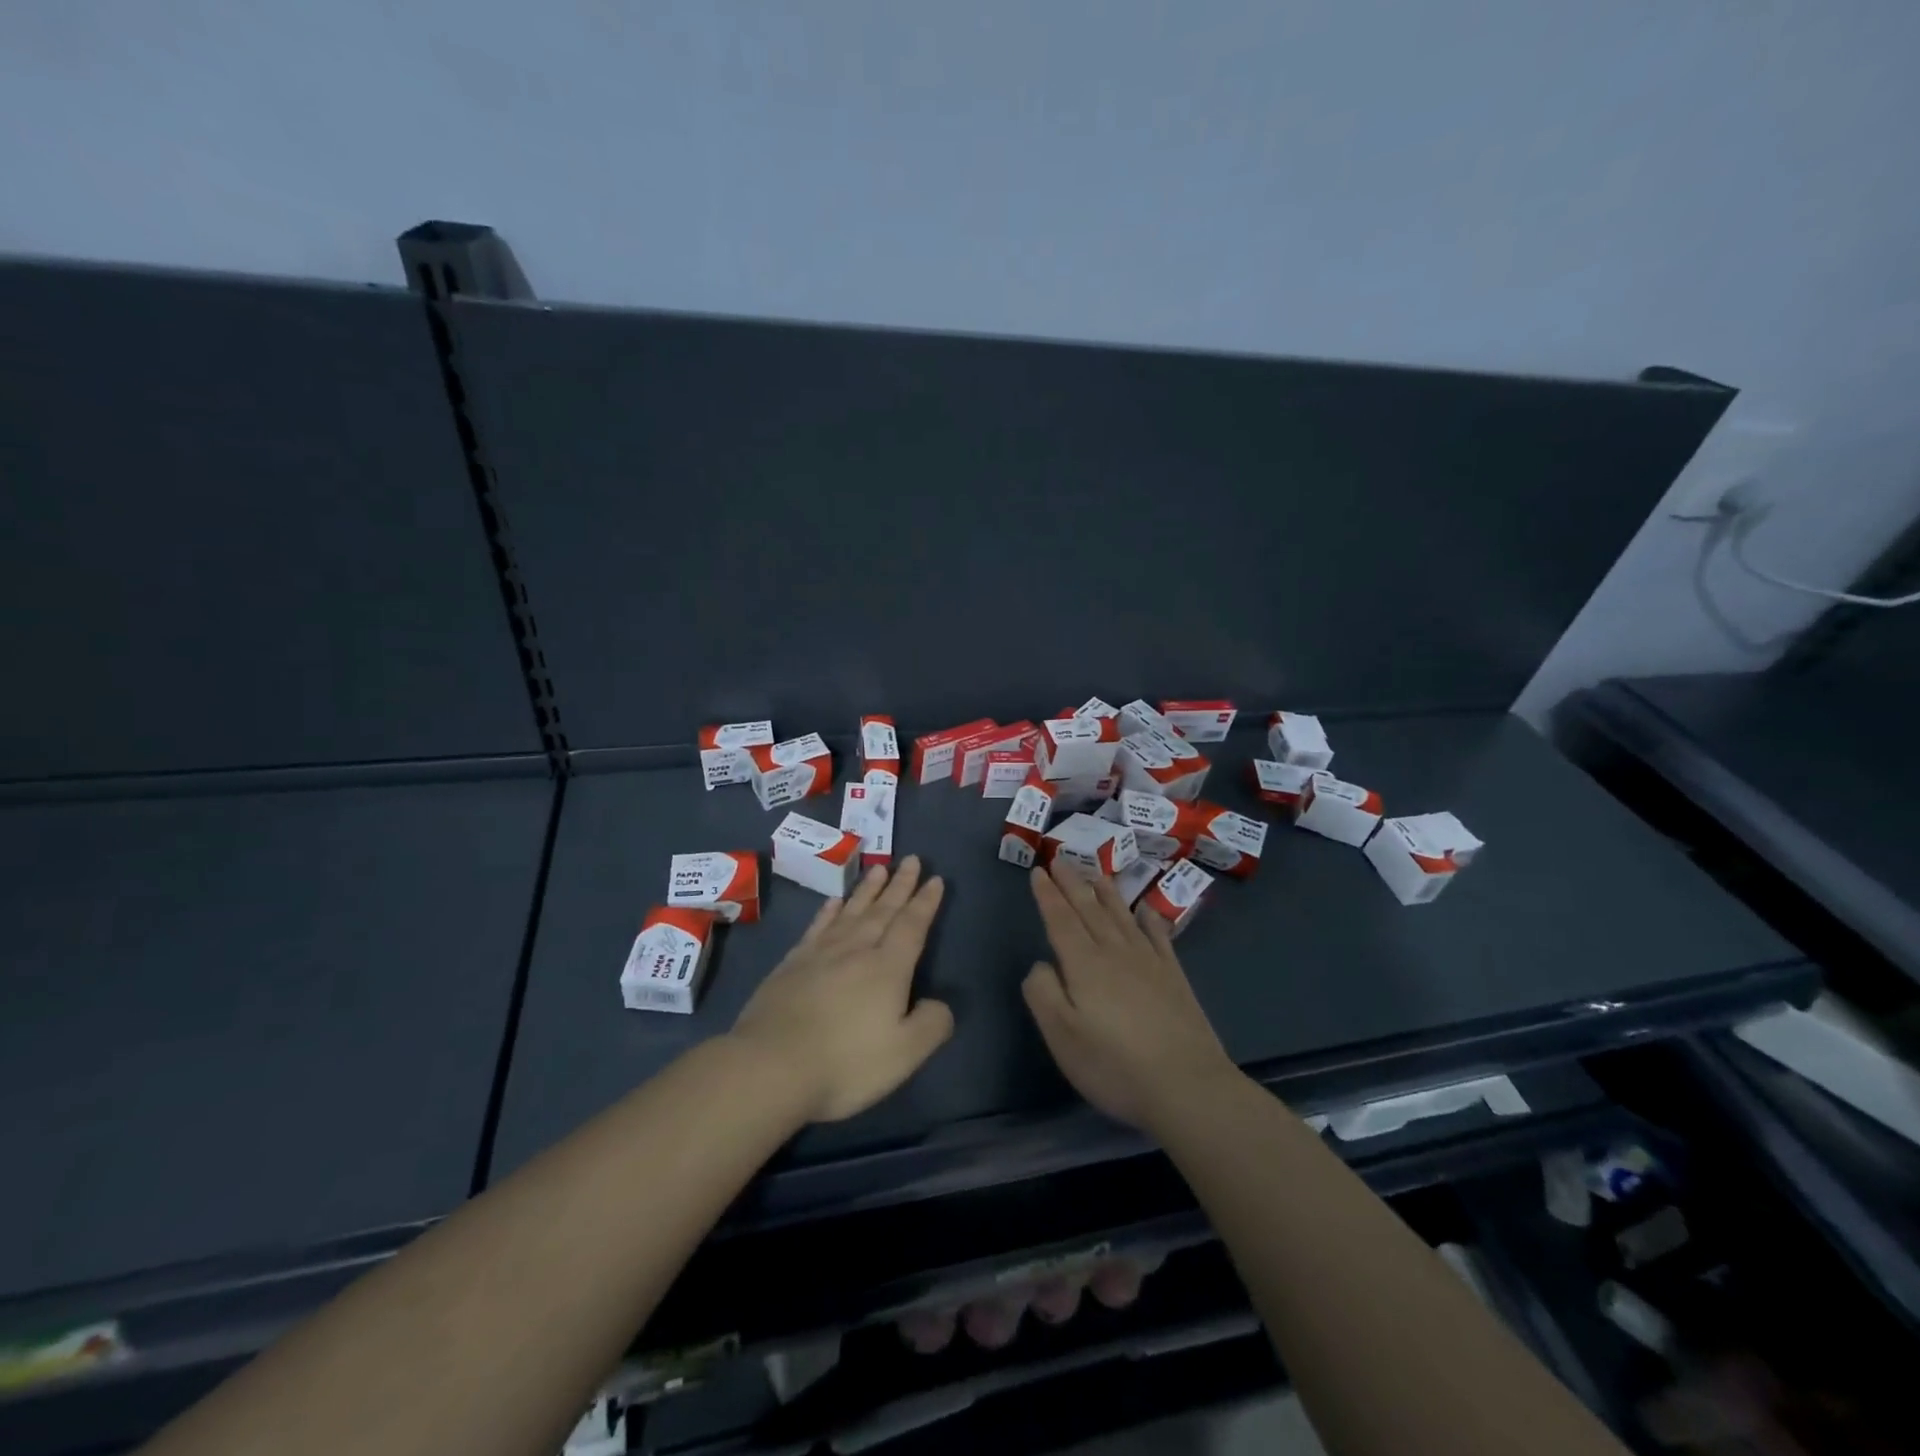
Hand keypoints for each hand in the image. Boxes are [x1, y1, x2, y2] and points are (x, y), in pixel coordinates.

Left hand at [730, 855, 953, 1122]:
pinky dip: (828, 911)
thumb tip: (940, 1004)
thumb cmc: (845, 1062)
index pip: (912, 926)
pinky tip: (833, 902)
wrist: (770, 1066)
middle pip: (883, 910)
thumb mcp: (904, 1053)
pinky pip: (817, 927)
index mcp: (887, 968)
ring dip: (868, 889)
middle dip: (900, 885)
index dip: (925, 902)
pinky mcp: (792, 964)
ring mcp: (820, 954)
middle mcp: (856, 950)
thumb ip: (931, 1025)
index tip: (935, 879)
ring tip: (879, 868)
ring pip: (851, 911)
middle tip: (912, 859)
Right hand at [1022, 863, 1239, 1130]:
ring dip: (1106, 892)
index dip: (1048, 894)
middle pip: (1090, 909)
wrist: (1187, 1085)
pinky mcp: (1174, 977)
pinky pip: (1158, 936)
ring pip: (1122, 916)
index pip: (1060, 919)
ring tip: (1096, 873)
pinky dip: (1149, 919)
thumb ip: (1043, 993)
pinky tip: (1145, 910)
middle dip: (1073, 882)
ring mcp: (1149, 962)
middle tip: (1061, 858)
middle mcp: (1115, 952)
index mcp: (1084, 964)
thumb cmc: (1114, 1065)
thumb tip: (1041, 964)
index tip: (1038, 870)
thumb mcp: (1062, 1036)